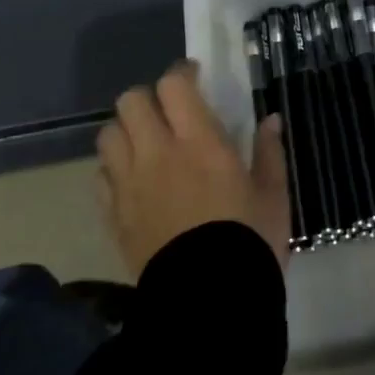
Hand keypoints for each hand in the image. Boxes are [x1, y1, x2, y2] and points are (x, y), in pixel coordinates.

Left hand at [96, 61, 289, 276]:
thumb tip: (270, 119)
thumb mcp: (273, 194)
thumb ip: (269, 152)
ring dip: (126, 130)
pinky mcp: (114, 216)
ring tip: (147, 142)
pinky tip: (134, 180)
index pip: (173, 86)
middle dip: (148, 98)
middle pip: (130, 102)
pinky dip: (114, 168)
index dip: (181, 73)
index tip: (194, 77)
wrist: (208, 302)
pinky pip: (101, 176)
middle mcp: (158, 154)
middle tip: (169, 111)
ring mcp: (129, 186)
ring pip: (108, 135)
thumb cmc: (250, 240)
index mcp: (200, 142)